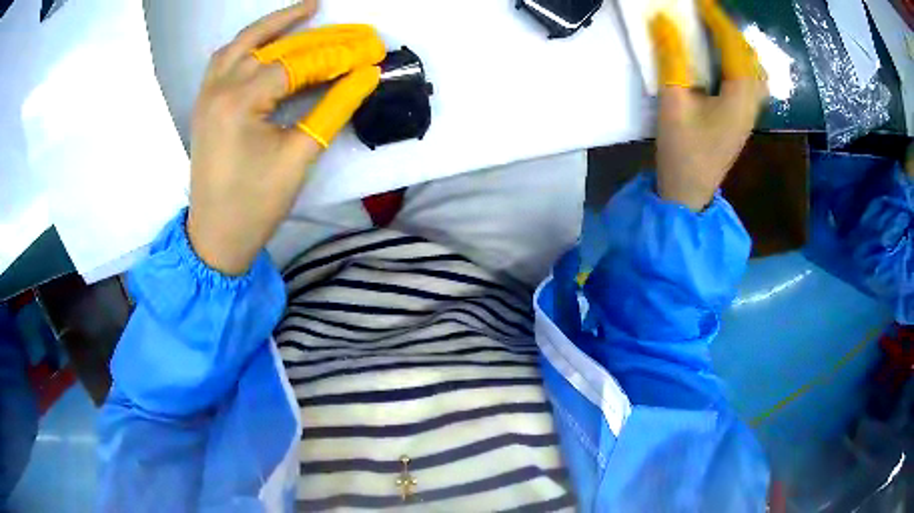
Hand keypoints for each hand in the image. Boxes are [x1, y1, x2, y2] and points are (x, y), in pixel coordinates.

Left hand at [187, 0, 382, 274]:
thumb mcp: (300, 155)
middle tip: (350, 29)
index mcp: (240, 102)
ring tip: (306, 11)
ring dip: (273, 25)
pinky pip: (224, 60)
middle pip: (271, 46)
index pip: (296, 63)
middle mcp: (219, 88)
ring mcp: (207, 94)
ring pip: (241, 44)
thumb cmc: (257, 203)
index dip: (336, 55)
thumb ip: (334, 108)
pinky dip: (247, 44)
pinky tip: (266, 41)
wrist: (216, 235)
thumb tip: (367, 76)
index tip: (369, 50)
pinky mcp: (204, 103)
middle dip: (315, 35)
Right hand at [650, 0, 767, 211]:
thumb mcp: (673, 102)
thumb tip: (663, 20)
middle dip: (729, 29)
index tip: (700, 2)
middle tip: (706, 14)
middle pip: (749, 56)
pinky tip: (724, 57)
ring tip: (715, 30)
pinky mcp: (743, 118)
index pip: (734, 46)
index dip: (717, 19)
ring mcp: (750, 112)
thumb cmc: (682, 151)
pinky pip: (748, 80)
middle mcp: (752, 102)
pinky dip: (737, 61)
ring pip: (752, 69)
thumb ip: (672, 58)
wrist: (690, 193)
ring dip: (736, 45)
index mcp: (740, 98)